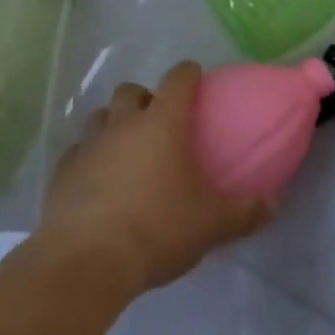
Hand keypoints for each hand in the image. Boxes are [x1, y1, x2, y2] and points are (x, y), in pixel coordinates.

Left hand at [39, 61, 271, 297]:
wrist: (86, 261)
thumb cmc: (158, 229)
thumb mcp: (211, 224)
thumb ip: (244, 212)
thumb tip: (272, 204)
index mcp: (162, 123)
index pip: (178, 79)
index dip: (189, 73)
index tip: (197, 78)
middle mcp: (123, 124)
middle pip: (131, 91)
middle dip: (145, 98)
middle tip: (159, 122)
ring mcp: (88, 145)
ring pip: (101, 117)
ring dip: (114, 125)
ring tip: (127, 151)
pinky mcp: (62, 172)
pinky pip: (78, 152)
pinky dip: (90, 159)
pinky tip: (98, 182)